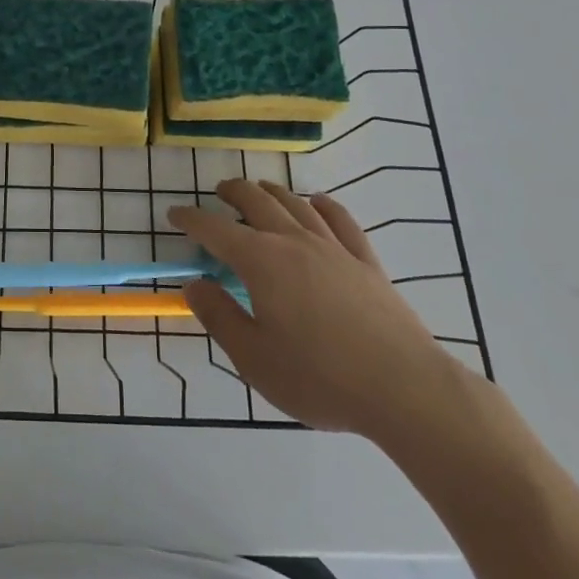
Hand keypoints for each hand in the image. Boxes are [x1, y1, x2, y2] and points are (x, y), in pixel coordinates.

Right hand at [171, 179, 462, 445]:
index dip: (191, 219)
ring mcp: (334, 248)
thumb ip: (220, 317)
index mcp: (261, 262)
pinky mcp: (366, 261)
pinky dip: (323, 204)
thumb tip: (194, 285)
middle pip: (257, 201)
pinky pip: (341, 220)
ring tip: (259, 189)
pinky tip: (317, 202)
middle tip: (219, 192)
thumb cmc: (319, 378)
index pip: (215, 230)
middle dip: (232, 192)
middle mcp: (294, 242)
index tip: (174, 214)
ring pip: (296, 204)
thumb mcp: (254, 359)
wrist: (404, 389)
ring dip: (272, 191)